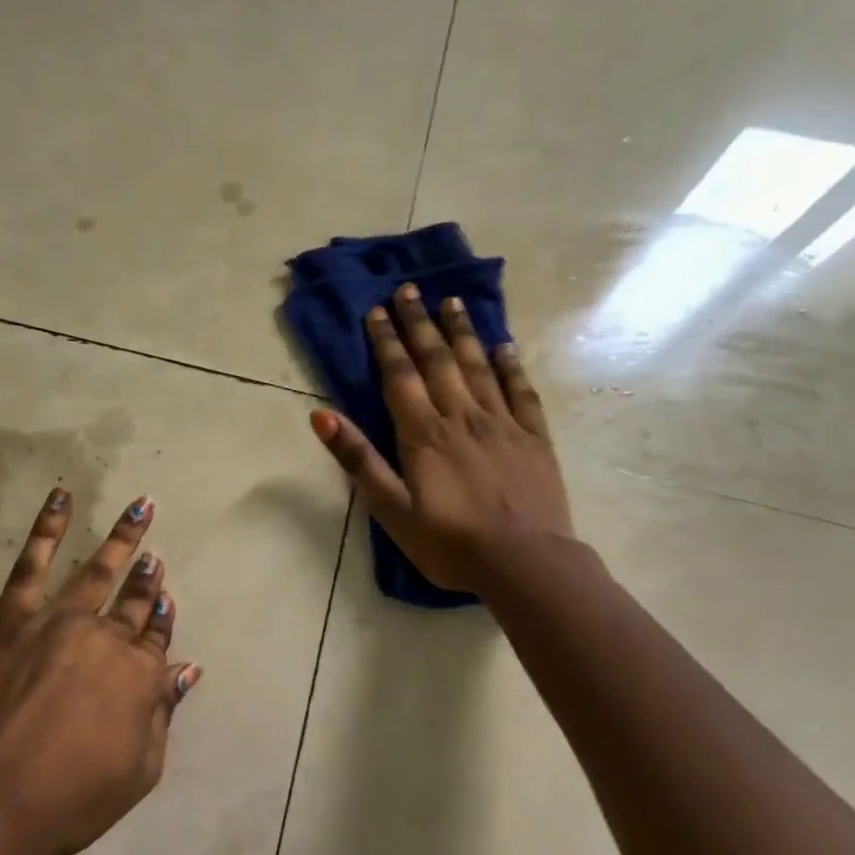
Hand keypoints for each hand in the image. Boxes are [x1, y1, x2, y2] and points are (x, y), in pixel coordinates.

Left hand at [0, 489, 199, 854]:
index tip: (166, 598)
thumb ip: (163, 715)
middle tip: (154, 555)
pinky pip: (32, 564)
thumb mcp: (138, 771)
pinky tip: (61, 498)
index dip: (162, 619)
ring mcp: (58, 621)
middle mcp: (105, 638)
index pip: (157, 638)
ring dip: (122, 537)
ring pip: (97, 570)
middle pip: (132, 602)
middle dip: (146, 578)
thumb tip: (188, 669)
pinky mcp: (13, 618)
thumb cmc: (69, 799)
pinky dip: (48, 528)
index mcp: (138, 676)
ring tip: (139, 507)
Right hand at [309, 283, 575, 595]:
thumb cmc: (449, 543)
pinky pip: (521, 391)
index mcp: (424, 434)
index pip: (400, 376)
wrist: (525, 564)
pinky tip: (503, 346)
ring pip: (478, 367)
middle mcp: (462, 417)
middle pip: (437, 361)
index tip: (377, 310)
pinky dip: (510, 365)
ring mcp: (503, 424)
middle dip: (419, 324)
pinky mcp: (534, 438)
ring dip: (462, 332)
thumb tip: (321, 416)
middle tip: (409, 290)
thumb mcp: (391, 510)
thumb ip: (359, 460)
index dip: (386, 342)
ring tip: (451, 302)